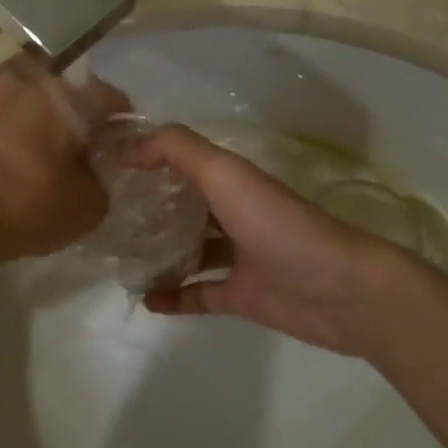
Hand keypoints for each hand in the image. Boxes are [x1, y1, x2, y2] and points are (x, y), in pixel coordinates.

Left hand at [0, 61, 128, 282]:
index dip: (123, 123)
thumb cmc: (28, 204)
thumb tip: (91, 171)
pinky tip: (14, 172)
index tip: (124, 147)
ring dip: (43, 131)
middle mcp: (27, 82)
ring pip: (32, 110)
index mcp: (65, 94)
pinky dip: (14, 141)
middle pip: (67, 99)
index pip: (110, 97)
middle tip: (85, 159)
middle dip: (79, 125)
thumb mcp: (89, 206)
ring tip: (45, 168)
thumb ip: (102, 181)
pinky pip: (3, 124)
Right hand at [131, 125, 425, 358]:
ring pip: (189, 250)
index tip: (105, 166)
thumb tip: (126, 148)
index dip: (147, 159)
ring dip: (158, 254)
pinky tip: (146, 300)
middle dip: (148, 208)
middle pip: (184, 206)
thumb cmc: (280, 225)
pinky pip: (199, 293)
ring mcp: (239, 257)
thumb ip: (177, 150)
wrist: (342, 291)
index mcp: (232, 180)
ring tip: (119, 258)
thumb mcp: (226, 175)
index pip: (182, 161)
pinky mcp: (242, 296)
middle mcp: (234, 213)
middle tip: (105, 215)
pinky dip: (174, 296)